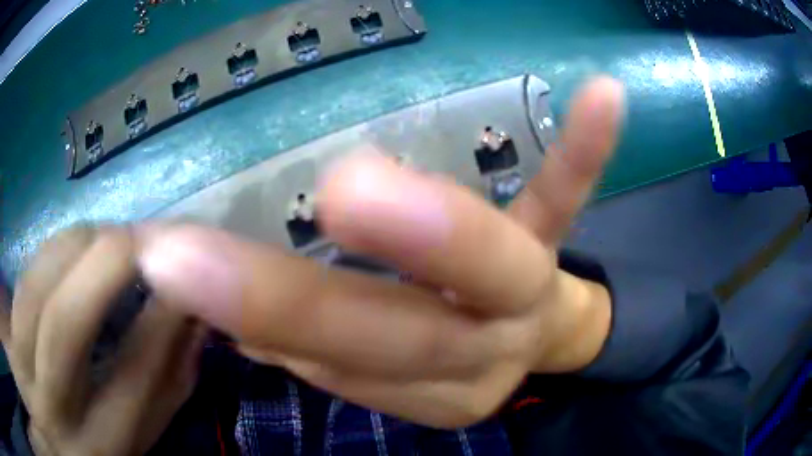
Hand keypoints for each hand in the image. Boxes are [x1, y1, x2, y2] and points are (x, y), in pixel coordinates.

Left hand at [0, 226, 206, 455]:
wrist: (52, 437)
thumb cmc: (89, 452)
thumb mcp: (130, 447)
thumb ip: (160, 401)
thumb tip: (193, 332)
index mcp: (99, 451)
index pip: (134, 378)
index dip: (162, 318)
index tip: (187, 274)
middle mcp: (51, 410)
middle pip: (66, 322)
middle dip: (108, 262)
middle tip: (142, 235)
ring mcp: (21, 366)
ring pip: (35, 288)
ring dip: (74, 245)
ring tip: (104, 235)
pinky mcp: (10, 338)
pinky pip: (20, 281)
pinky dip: (46, 255)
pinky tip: (67, 251)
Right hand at [136, 77, 625, 428]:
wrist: (524, 341)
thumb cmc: (443, 353)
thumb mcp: (381, 372)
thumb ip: (318, 351)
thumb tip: (242, 320)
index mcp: (422, 389)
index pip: (334, 365)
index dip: (254, 321)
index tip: (169, 265)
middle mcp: (477, 352)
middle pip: (393, 335)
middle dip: (299, 300)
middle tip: (208, 251)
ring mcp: (523, 292)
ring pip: (484, 272)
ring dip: (425, 234)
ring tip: (356, 191)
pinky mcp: (553, 239)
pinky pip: (567, 194)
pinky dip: (581, 150)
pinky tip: (601, 96)